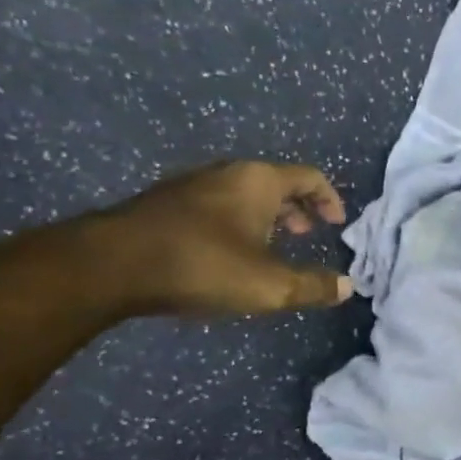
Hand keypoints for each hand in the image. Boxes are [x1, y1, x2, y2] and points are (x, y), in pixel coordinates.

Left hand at [93, 161, 353, 315]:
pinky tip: (226, 253)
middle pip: (274, 181)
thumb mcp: (269, 285)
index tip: (337, 223)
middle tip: (307, 234)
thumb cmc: (203, 265)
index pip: (309, 176)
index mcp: (259, 181)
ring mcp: (191, 185)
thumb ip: (312, 286)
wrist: (113, 264)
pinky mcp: (164, 204)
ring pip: (242, 193)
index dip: (329, 198)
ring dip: (265, 216)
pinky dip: (235, 221)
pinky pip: (216, 204)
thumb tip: (347, 286)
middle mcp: (227, 173)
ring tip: (270, 247)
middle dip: (297, 208)